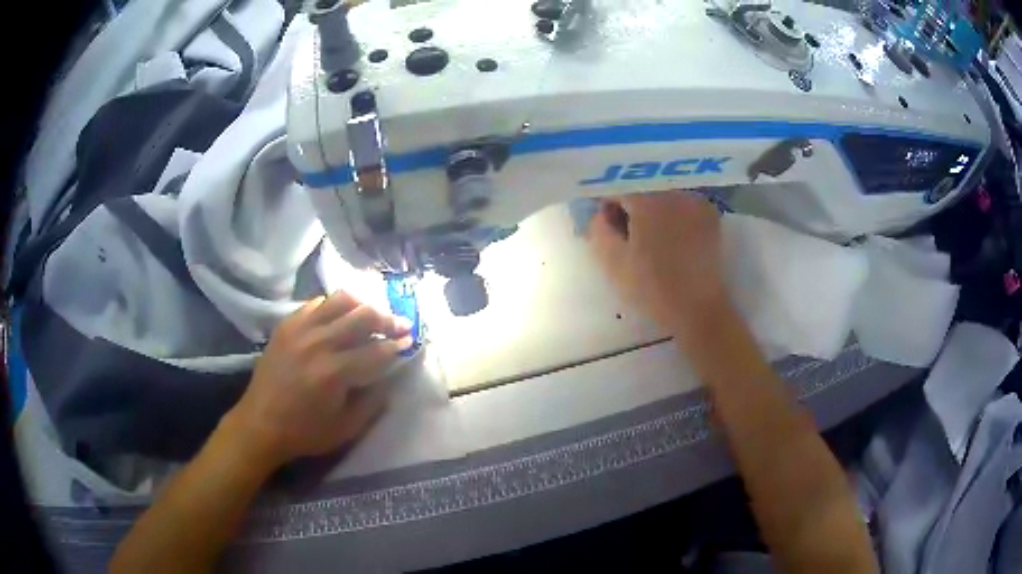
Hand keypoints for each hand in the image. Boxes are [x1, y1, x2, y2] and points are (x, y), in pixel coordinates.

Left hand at [224, 291, 413, 468]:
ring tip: (373, 314)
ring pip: (340, 300)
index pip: (376, 350)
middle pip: (362, 316)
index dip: (397, 344)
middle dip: (388, 318)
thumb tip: (390, 377)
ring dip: (363, 304)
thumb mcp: (346, 429)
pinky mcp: (287, 325)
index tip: (410, 340)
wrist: (260, 424)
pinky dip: (333, 305)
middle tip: (400, 323)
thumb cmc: (305, 432)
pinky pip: (316, 303)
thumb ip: (373, 402)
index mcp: (334, 373)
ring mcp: (300, 329)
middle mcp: (319, 343)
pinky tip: (341, 315)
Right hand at [588, 191, 727, 332]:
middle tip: (627, 235)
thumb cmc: (652, 287)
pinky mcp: (710, 216)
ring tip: (650, 239)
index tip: (606, 226)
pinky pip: (682, 205)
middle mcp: (675, 191)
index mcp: (649, 199)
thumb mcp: (612, 262)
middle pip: (642, 187)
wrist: (698, 309)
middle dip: (630, 205)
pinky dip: (672, 215)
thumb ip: (598, 229)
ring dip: (652, 209)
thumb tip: (602, 213)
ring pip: (663, 194)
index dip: (606, 204)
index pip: (617, 186)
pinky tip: (671, 240)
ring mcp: (697, 201)